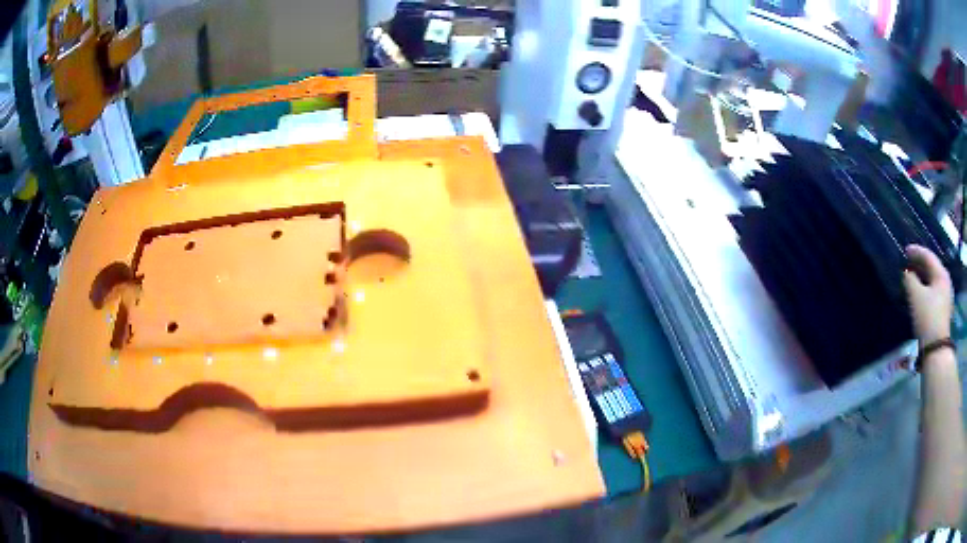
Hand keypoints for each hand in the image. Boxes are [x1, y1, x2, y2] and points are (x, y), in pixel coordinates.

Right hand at [903, 244, 953, 344]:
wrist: (935, 349)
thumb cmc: (927, 317)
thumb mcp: (916, 296)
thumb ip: (910, 280)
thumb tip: (906, 272)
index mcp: (941, 274)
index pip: (928, 256)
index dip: (916, 251)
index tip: (904, 250)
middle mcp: (945, 282)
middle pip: (931, 268)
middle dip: (919, 264)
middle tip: (907, 263)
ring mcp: (945, 297)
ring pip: (932, 281)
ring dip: (921, 277)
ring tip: (911, 278)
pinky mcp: (942, 310)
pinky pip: (932, 292)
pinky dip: (924, 288)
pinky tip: (918, 293)